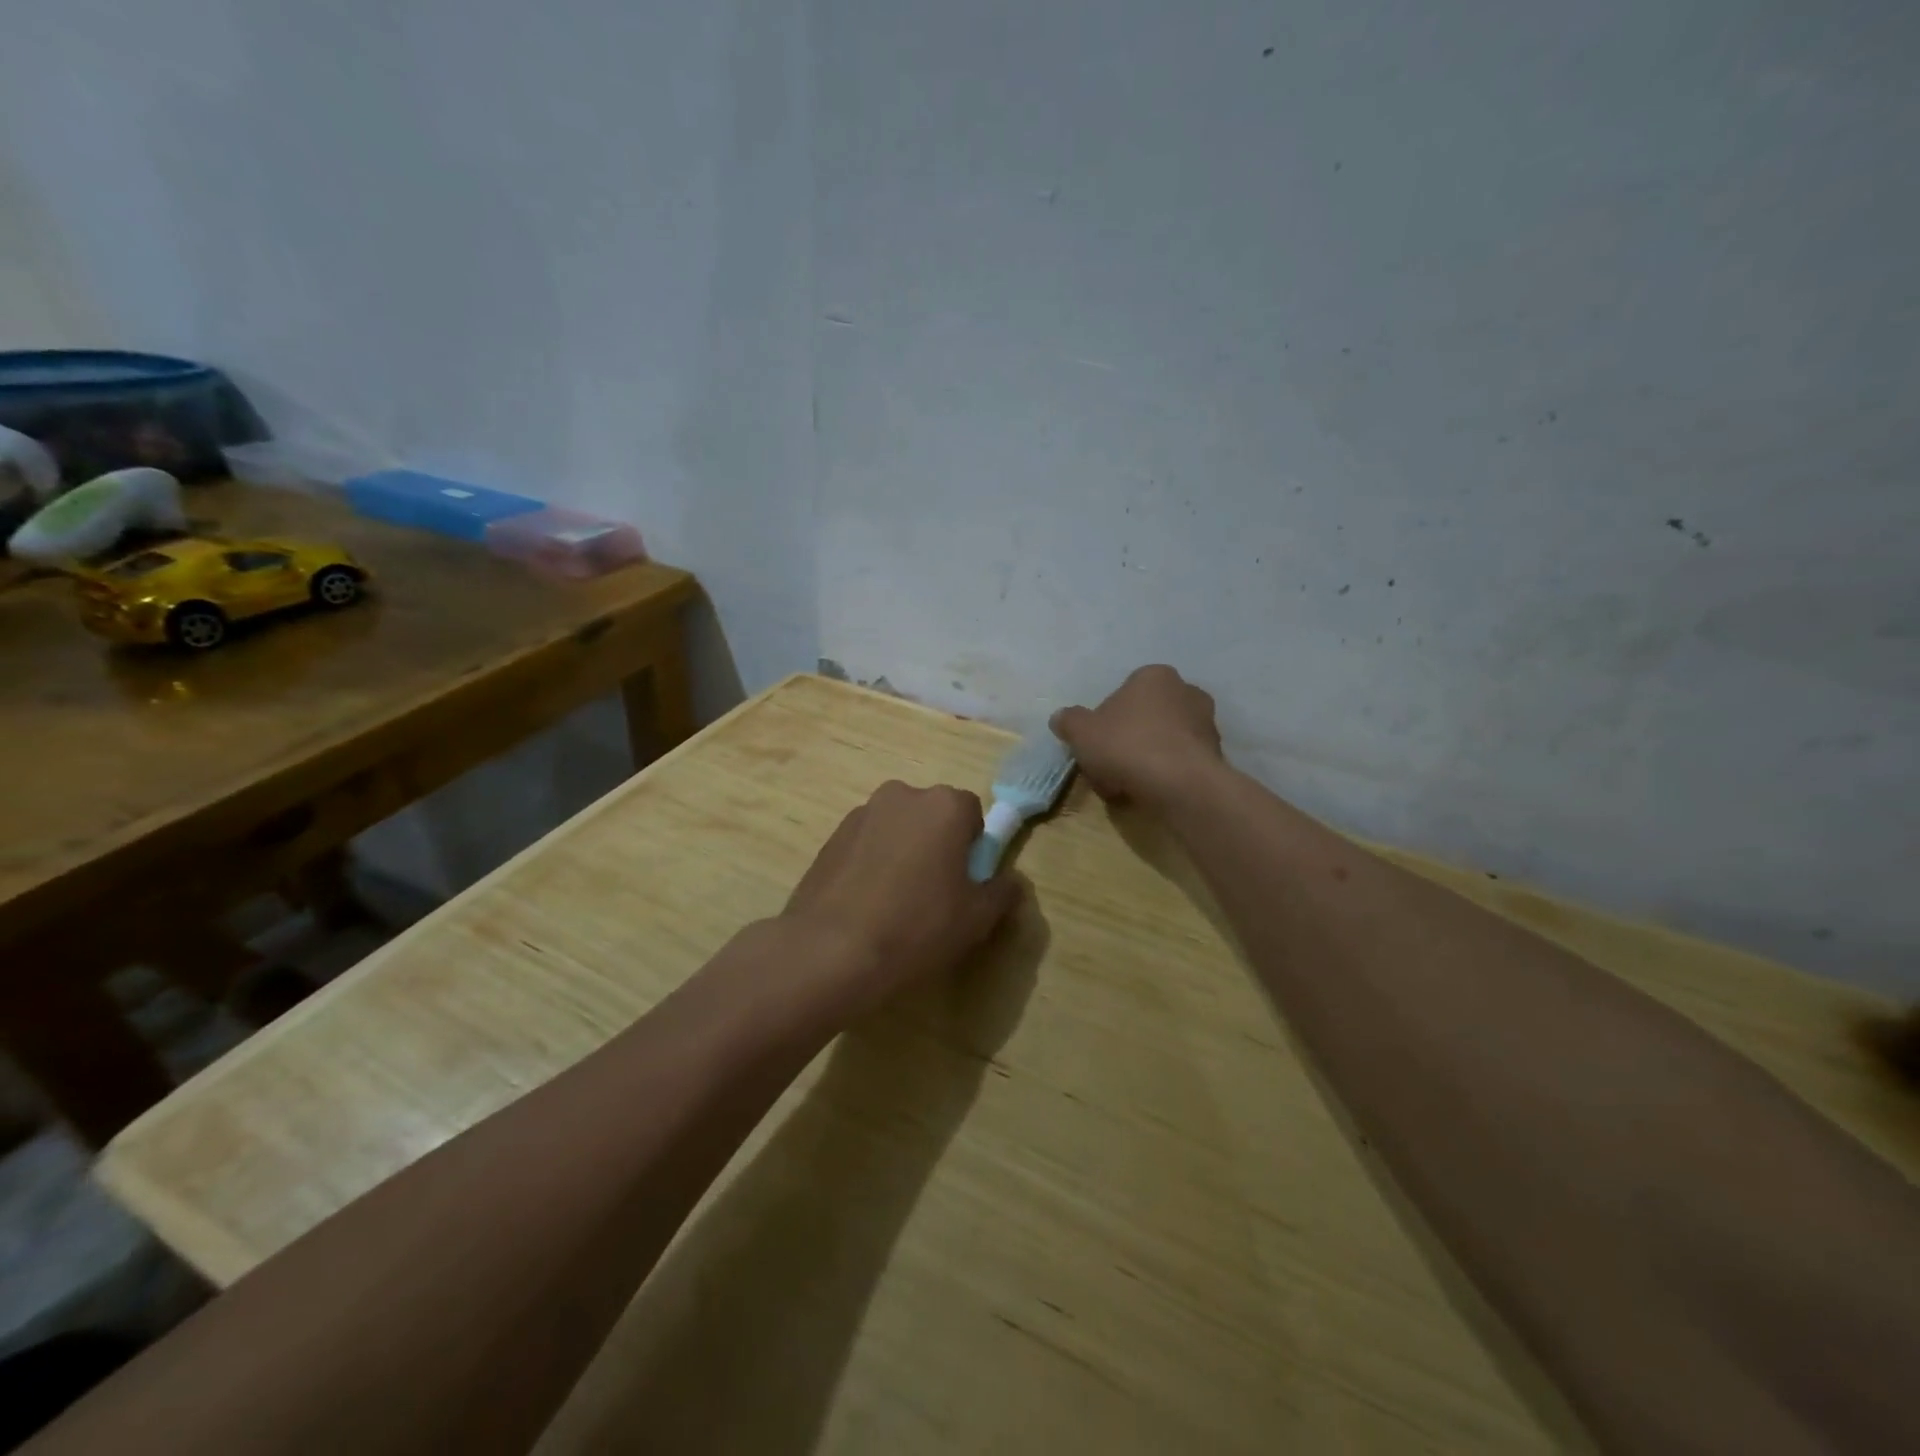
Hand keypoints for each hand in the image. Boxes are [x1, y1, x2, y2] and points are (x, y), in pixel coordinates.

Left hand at [782, 781, 1019, 1015]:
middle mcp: (902, 795)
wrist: (830, 949)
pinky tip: (867, 904)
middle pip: (933, 816)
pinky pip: (867, 843)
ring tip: (895, 903)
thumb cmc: (916, 927)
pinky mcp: (831, 836)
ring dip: (903, 852)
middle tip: (934, 894)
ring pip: (898, 828)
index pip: (972, 813)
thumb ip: (1003, 892)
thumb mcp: (977, 918)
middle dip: (938, 844)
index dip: (973, 848)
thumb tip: (1010, 881)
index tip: (965, 883)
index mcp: (944, 805)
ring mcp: (862, 813)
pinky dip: (872, 863)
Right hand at [1050, 664, 1224, 806]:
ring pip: (1161, 742)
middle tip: (1108, 768)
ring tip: (1125, 787)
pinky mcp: (1216, 755)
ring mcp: (1206, 724)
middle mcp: (1186, 691)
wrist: (1181, 785)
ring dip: (1143, 761)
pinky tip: (1148, 794)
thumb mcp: (1082, 732)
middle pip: (1143, 718)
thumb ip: (1069, 721)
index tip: (1095, 746)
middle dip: (1125, 741)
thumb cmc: (1127, 746)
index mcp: (1154, 676)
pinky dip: (1163, 775)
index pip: (1122, 694)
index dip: (1104, 722)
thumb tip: (1061, 718)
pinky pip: (1178, 763)